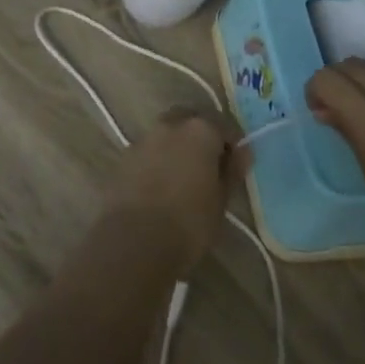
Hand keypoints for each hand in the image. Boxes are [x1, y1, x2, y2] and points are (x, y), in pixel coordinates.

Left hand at [109, 108, 240, 276]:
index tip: (235, 164)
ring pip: (166, 134)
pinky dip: (157, 161)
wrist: (134, 243)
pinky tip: (160, 186)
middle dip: (201, 136)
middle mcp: (169, 126)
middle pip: (190, 120)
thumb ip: (232, 171)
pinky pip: (147, 152)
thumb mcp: (221, 201)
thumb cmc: (189, 223)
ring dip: (176, 147)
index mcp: (200, 130)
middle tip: (209, 164)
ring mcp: (142, 140)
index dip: (232, 144)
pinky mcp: (122, 159)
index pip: (224, 125)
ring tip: (183, 177)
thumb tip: (243, 152)